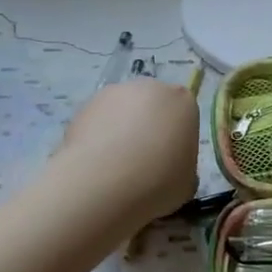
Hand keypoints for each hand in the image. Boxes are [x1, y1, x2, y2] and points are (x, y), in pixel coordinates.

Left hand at [57, 78, 200, 226]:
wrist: (103, 182)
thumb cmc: (158, 181)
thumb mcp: (187, 184)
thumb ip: (184, 169)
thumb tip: (172, 172)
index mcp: (182, 102)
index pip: (184, 115)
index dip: (177, 140)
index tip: (170, 164)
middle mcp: (151, 88)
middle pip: (153, 107)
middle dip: (149, 129)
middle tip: (143, 164)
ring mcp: (115, 92)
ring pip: (123, 111)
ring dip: (121, 131)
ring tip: (113, 167)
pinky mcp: (84, 104)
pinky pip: (98, 121)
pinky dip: (97, 137)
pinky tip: (94, 165)